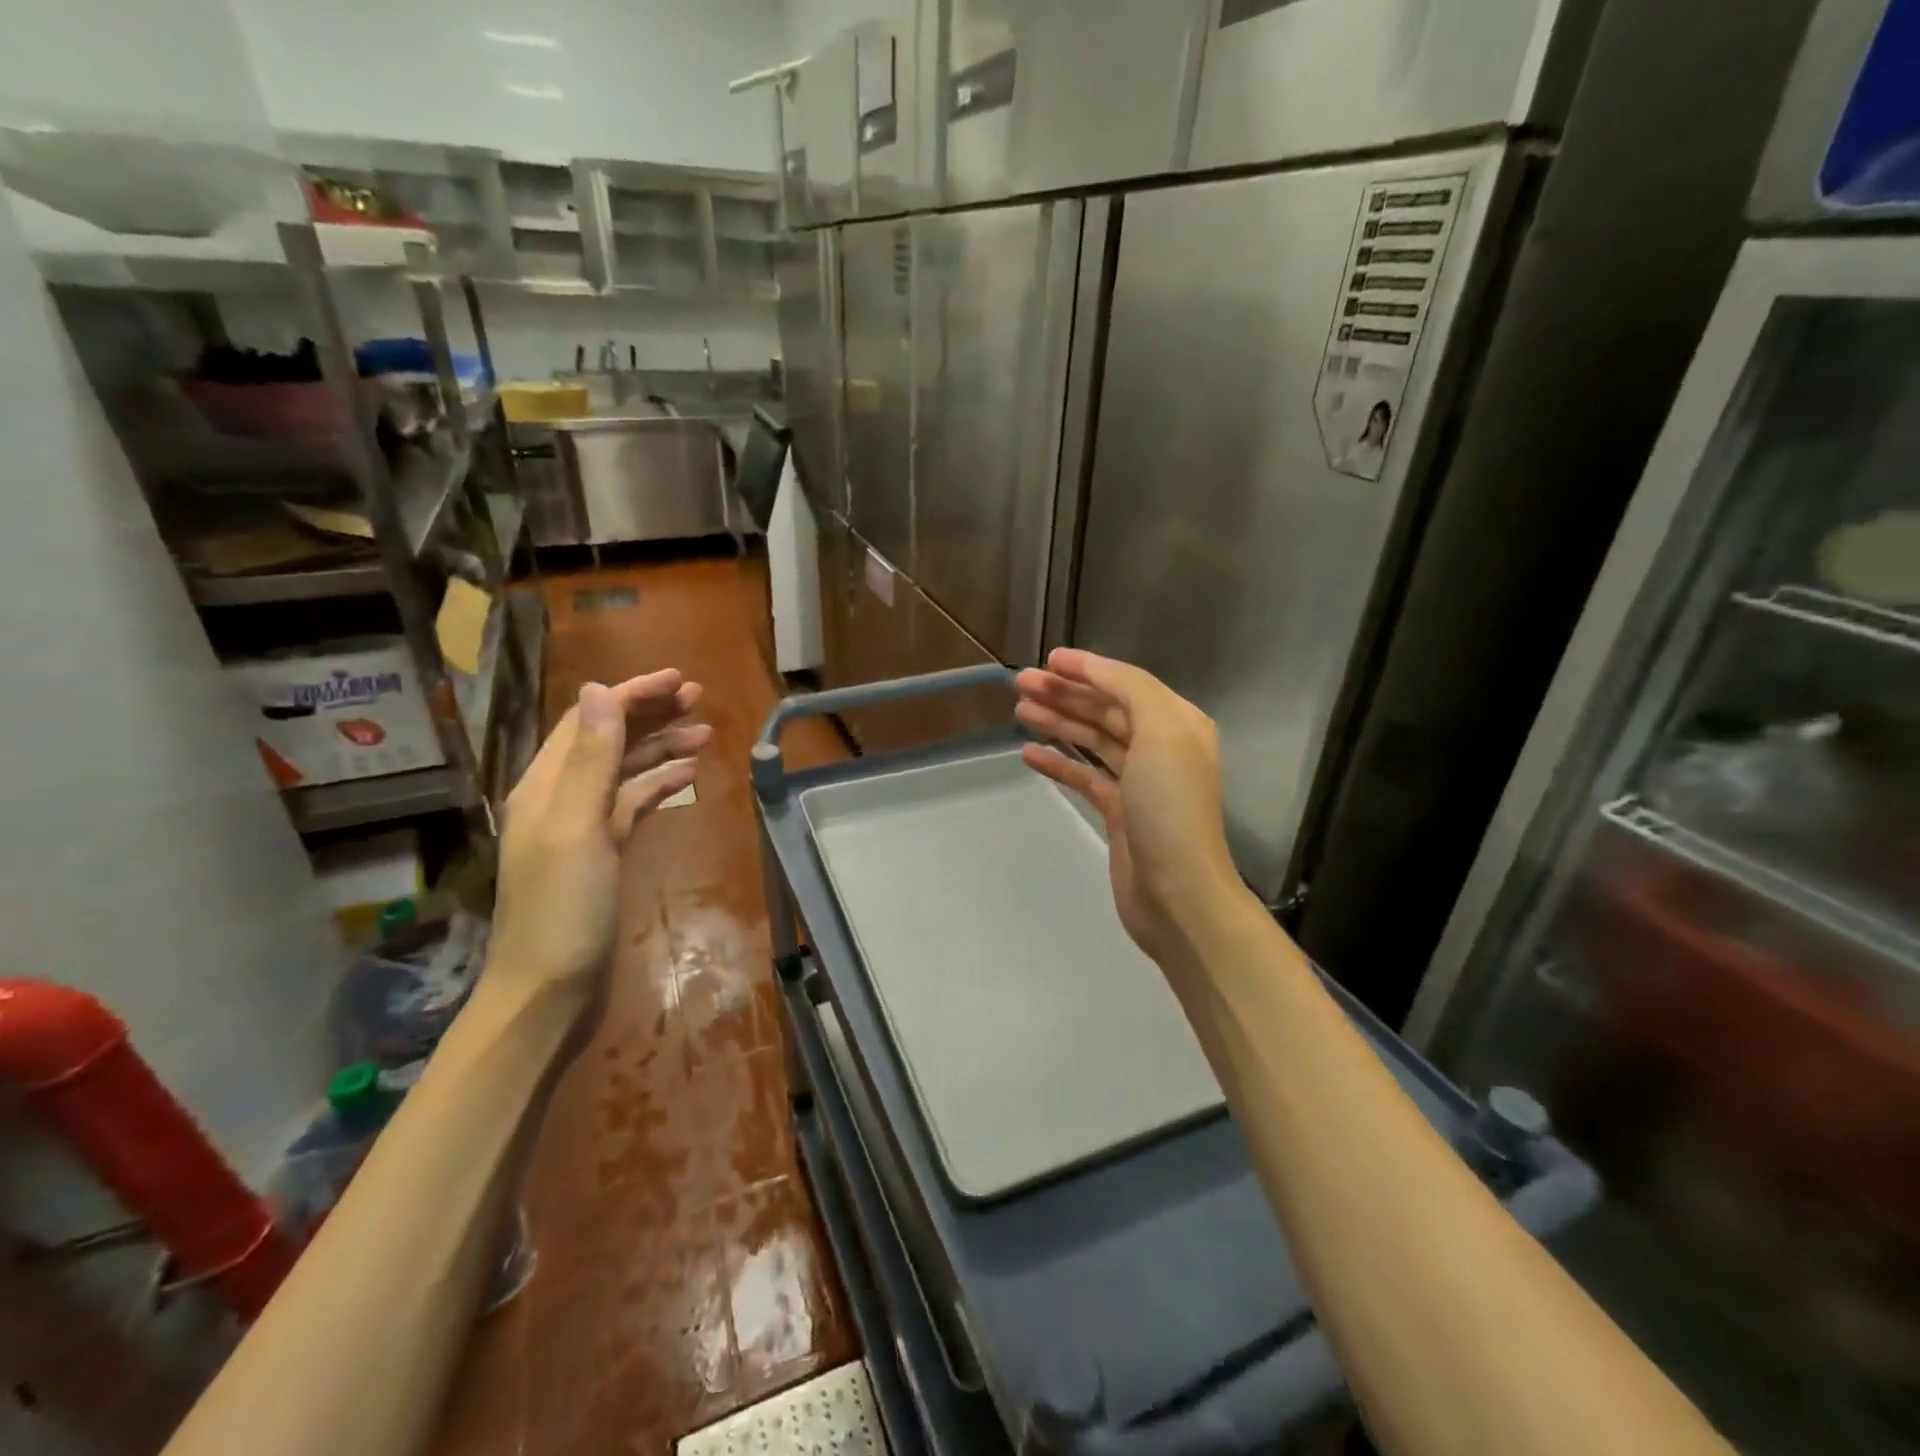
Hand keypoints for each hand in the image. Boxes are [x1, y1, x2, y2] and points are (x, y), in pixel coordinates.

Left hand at [487, 672, 710, 1011]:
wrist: (549, 992)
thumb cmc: (562, 910)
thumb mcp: (576, 827)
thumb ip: (590, 759)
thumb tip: (598, 690)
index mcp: (546, 785)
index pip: (590, 721)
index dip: (632, 695)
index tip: (678, 680)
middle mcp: (561, 798)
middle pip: (609, 740)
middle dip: (650, 714)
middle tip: (699, 698)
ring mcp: (583, 827)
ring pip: (625, 771)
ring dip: (660, 747)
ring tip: (705, 733)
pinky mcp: (604, 853)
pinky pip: (633, 804)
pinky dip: (659, 785)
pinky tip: (687, 777)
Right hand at [1016, 649, 1246, 972]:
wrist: (1177, 892)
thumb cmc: (1170, 807)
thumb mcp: (1161, 732)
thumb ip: (1130, 690)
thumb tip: (1095, 671)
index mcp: (1176, 723)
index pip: (1126, 683)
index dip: (1087, 668)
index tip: (1047, 660)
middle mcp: (1160, 747)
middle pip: (1106, 709)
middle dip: (1065, 694)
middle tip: (1020, 684)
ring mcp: (1139, 782)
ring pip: (1093, 740)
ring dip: (1058, 722)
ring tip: (1020, 711)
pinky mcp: (1119, 813)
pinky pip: (1085, 776)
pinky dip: (1059, 763)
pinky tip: (1030, 754)